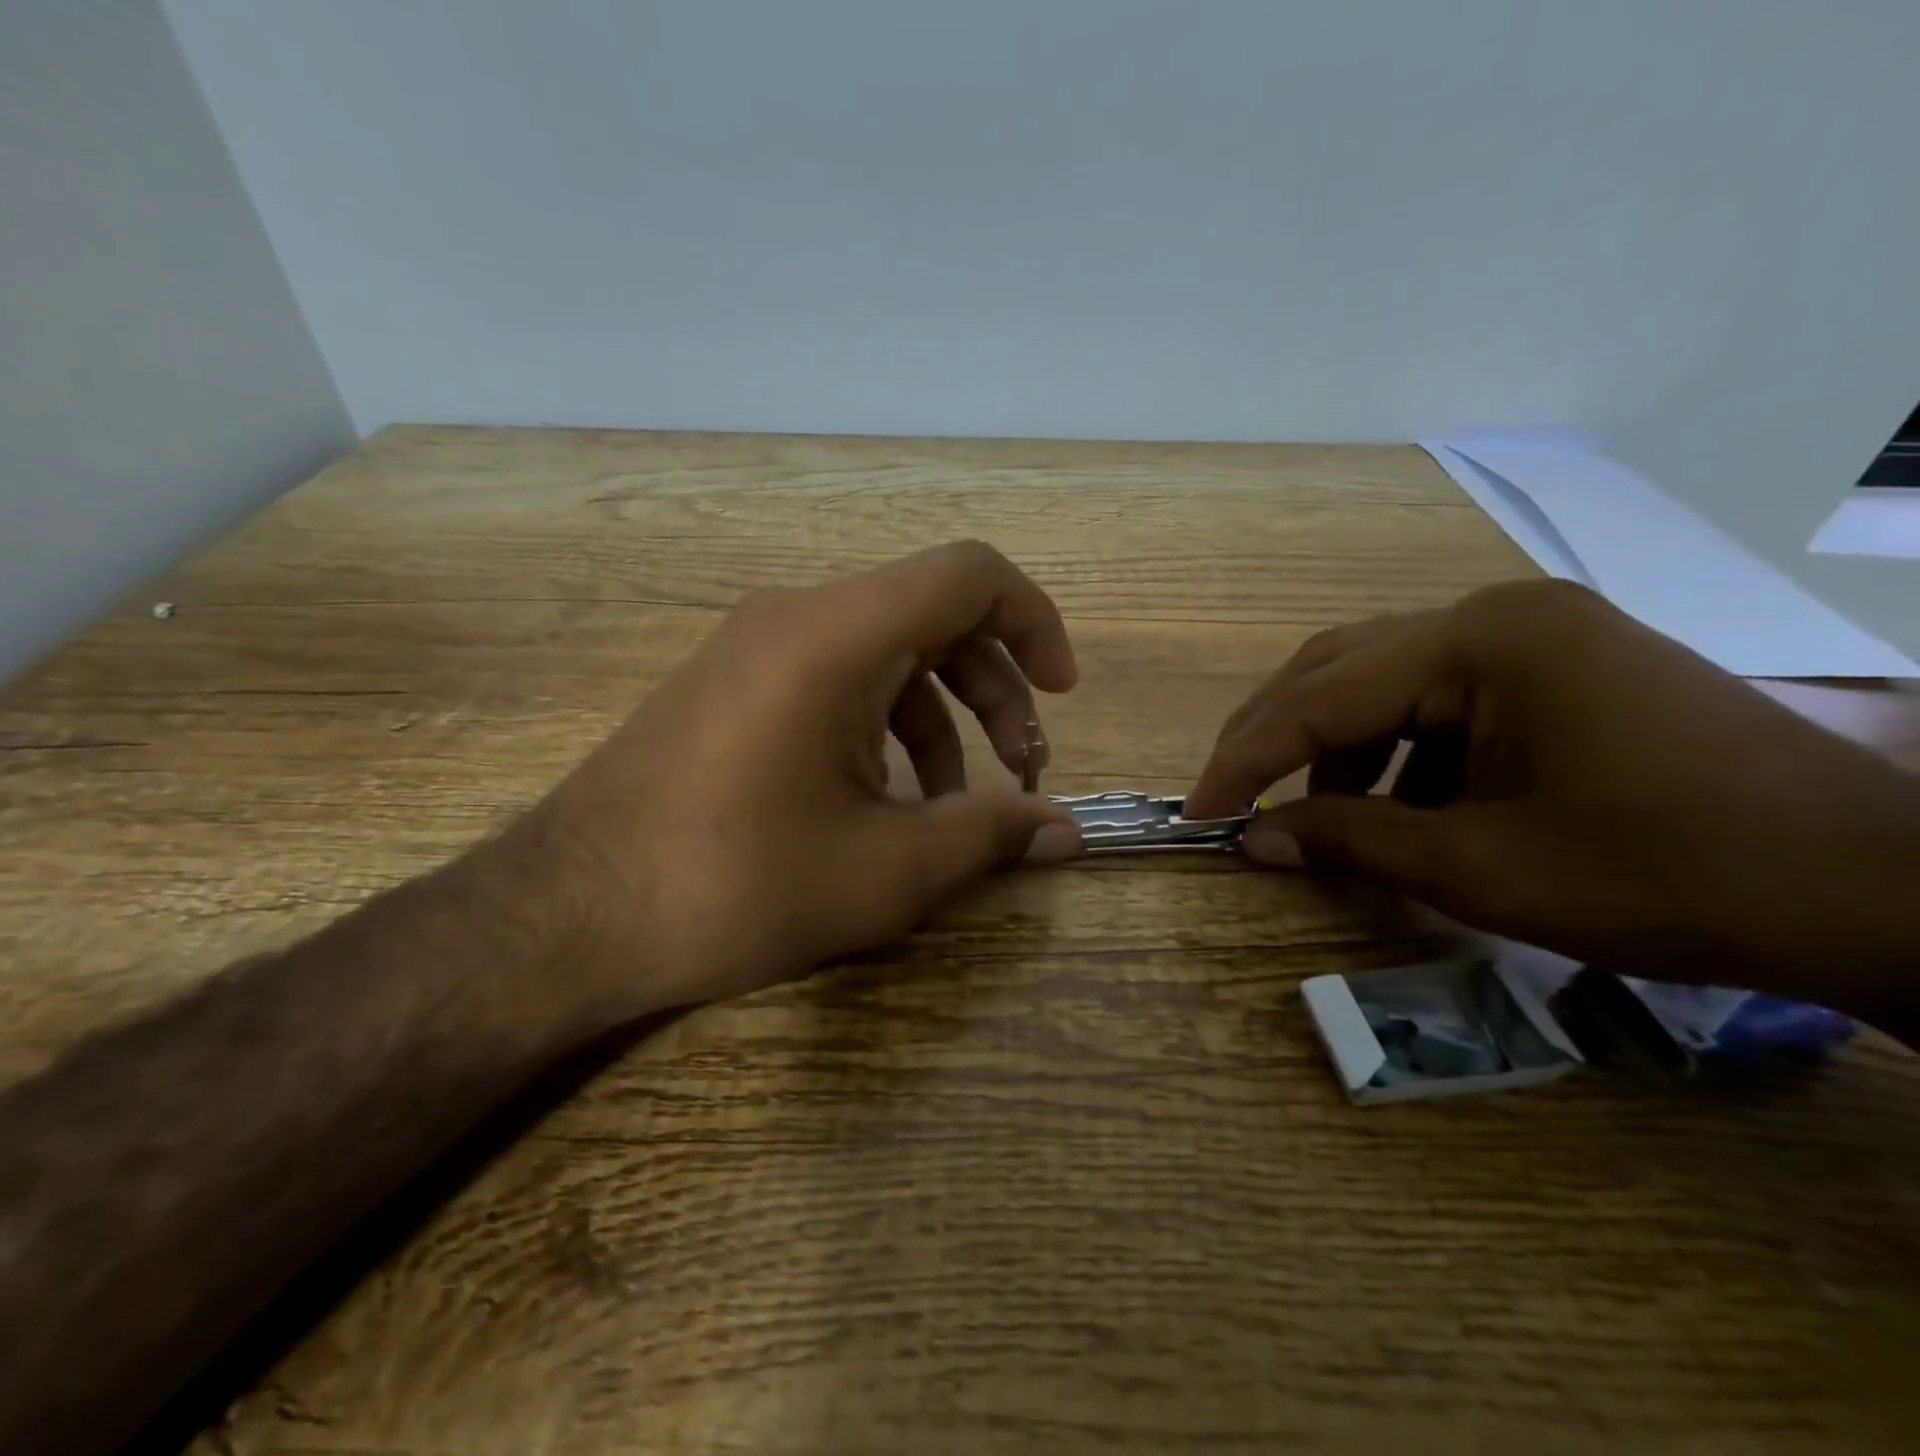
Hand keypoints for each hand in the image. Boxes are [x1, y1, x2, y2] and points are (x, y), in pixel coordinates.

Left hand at [496, 541, 1080, 1021]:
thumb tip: (1067, 830)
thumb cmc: (733, 885)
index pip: (969, 575)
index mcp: (836, 635)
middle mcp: (795, 617)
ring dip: (941, 716)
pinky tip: (886, 800)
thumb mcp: (885, 870)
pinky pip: (835, 680)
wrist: (564, 919)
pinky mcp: (731, 686)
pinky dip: (885, 725)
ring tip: (956, 804)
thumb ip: (990, 834)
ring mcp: (755, 649)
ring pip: (885, 653)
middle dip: (995, 688)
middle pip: (932, 615)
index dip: (1035, 622)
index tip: (1061, 695)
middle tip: (1021, 769)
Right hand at [1185, 580, 1919, 1023]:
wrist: (1880, 891)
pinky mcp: (1552, 665)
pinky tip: (1399, 807)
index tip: (1197, 815)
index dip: (1245, 761)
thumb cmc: (1673, 877)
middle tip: (1228, 800)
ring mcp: (1529, 634)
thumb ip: (1350, 843)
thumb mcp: (1485, 870)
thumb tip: (1250, 841)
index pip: (1319, 698)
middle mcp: (1494, 614)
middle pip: (1338, 669)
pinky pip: (1436, 699)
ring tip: (1318, 818)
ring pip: (1380, 682)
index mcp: (1481, 641)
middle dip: (1273, 739)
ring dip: (1334, 749)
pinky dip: (1395, 754)